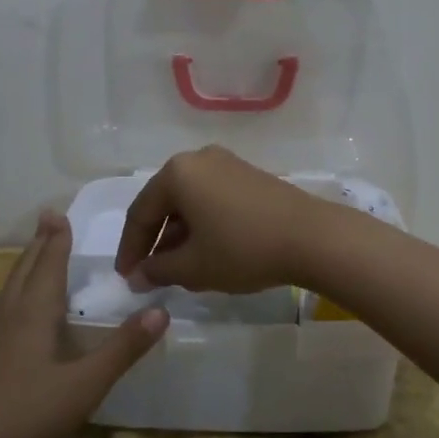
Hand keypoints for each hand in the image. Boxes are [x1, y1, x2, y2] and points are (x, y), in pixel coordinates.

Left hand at [0, 211, 167, 437]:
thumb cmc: (24, 414)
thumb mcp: (84, 385)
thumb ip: (122, 349)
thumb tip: (161, 311)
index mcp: (32, 313)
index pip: (48, 265)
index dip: (56, 240)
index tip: (57, 213)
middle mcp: (7, 317)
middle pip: (24, 271)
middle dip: (39, 245)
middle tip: (47, 221)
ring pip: (7, 291)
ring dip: (23, 267)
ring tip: (31, 258)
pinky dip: (11, 295)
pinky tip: (9, 315)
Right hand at [114, 146, 328, 294]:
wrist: (312, 237)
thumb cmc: (243, 249)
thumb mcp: (193, 266)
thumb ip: (157, 270)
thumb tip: (138, 276)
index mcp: (177, 173)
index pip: (140, 213)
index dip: (130, 249)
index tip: (126, 278)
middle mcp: (198, 159)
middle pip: (164, 203)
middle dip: (155, 241)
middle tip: (148, 274)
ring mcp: (227, 164)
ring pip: (189, 202)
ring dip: (178, 235)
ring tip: (177, 269)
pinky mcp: (249, 176)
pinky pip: (212, 199)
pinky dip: (202, 224)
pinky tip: (207, 251)